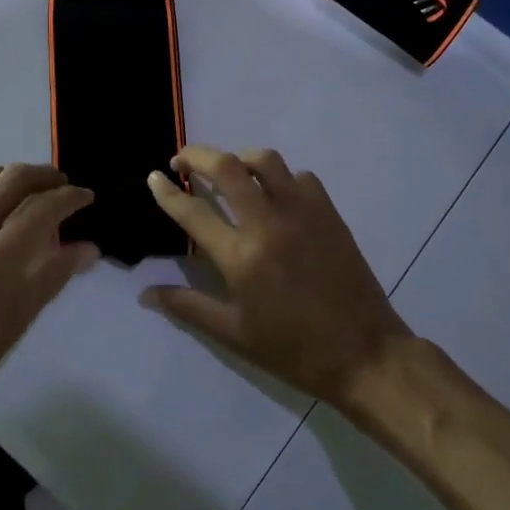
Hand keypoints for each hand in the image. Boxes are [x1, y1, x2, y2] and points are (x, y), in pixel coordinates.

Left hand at [0, 164, 99, 431]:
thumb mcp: (16, 323)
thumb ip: (53, 276)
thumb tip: (89, 248)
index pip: (44, 208)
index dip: (71, 197)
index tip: (85, 197)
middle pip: (12, 178)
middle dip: (44, 175)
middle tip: (58, 184)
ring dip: (6, 176)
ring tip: (19, 189)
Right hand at [142, 146, 411, 408]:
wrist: (364, 353)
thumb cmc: (293, 349)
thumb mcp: (234, 334)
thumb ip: (188, 306)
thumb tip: (145, 294)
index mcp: (241, 257)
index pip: (193, 211)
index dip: (167, 191)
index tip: (153, 178)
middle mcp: (269, 223)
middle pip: (227, 167)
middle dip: (197, 155)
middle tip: (183, 161)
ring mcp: (303, 212)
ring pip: (266, 161)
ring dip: (239, 159)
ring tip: (228, 172)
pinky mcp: (329, 213)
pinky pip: (300, 177)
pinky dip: (280, 177)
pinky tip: (275, 196)